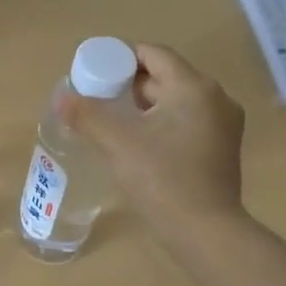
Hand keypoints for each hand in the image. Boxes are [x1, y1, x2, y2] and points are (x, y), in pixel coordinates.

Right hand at [58, 42, 244, 240]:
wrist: (205, 232)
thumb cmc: (162, 179)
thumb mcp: (117, 143)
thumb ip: (87, 115)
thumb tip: (61, 98)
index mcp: (194, 87)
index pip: (154, 54)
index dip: (121, 58)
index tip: (95, 74)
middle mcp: (216, 98)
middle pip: (165, 76)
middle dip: (130, 84)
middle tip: (98, 98)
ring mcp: (223, 125)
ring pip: (176, 101)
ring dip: (144, 105)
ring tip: (113, 120)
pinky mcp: (221, 148)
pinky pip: (186, 121)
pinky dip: (162, 123)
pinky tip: (139, 142)